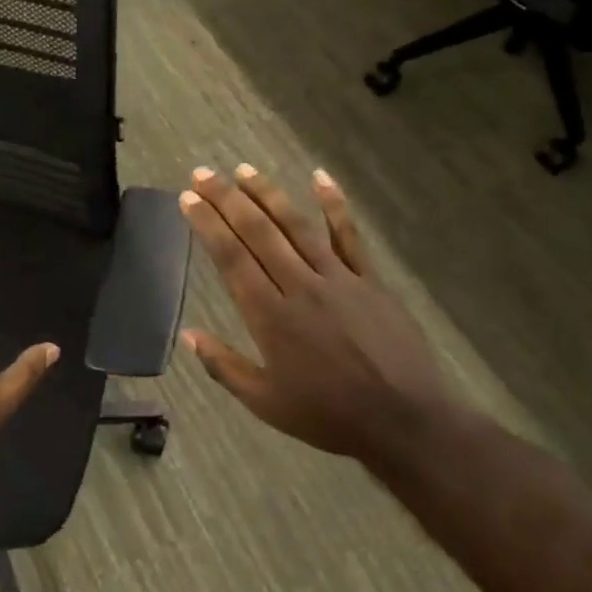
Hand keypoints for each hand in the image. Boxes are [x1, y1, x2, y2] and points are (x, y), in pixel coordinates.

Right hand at [178, 165, 456, 458]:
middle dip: (226, 199)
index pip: (231, 257)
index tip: (188, 198)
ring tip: (243, 170)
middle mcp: (299, 286)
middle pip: (257, 232)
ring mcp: (338, 279)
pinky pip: (349, 236)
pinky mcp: (369, 280)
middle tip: (203, 173)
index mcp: (269, 316)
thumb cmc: (327, 415)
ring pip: (297, 226)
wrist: (403, 421)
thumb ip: (224, 366)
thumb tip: (188, 335)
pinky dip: (334, 205)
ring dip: (268, 194)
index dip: (207, 224)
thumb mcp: (265, 402)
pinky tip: (319, 177)